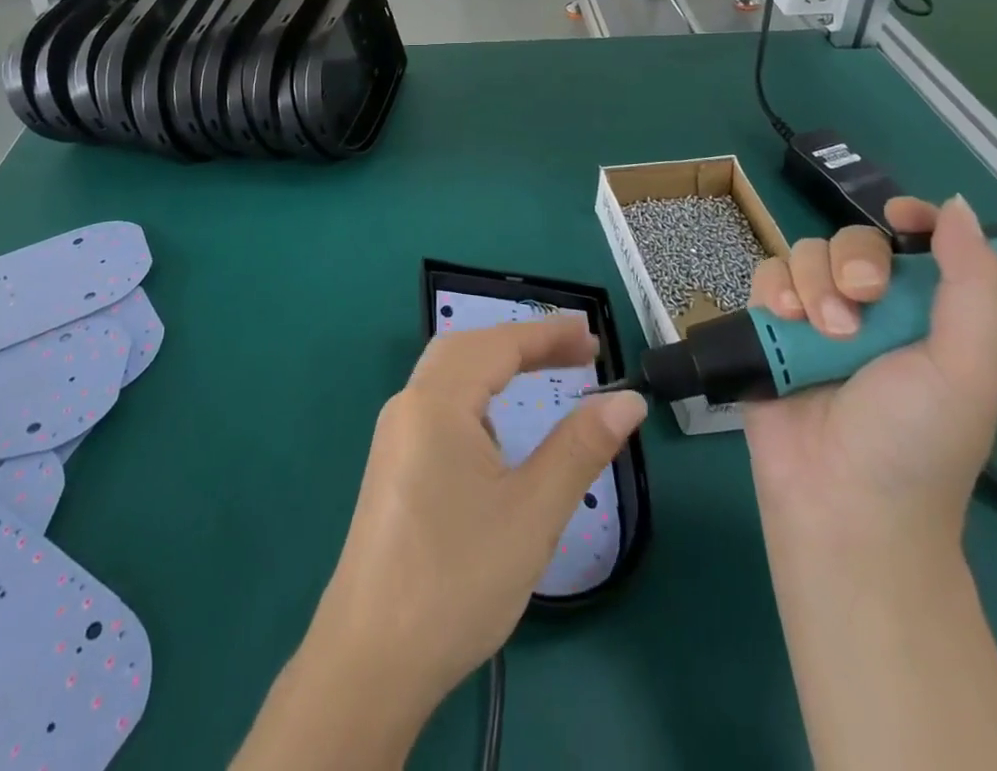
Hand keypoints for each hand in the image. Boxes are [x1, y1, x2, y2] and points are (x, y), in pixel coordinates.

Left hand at [309, 316, 646, 709]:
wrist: (370, 661)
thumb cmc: (456, 580)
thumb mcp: (532, 512)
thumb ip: (580, 447)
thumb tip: (627, 400)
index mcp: (436, 401)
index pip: (499, 344)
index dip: (549, 335)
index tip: (594, 337)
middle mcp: (409, 405)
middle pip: (468, 347)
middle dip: (523, 342)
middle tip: (576, 352)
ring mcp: (395, 435)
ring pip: (449, 374)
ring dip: (497, 364)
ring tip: (544, 375)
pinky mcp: (393, 465)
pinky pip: (438, 404)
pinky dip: (476, 394)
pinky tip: (498, 431)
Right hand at [743, 196, 996, 551]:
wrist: (841, 501)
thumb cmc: (918, 440)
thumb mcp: (970, 368)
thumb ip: (976, 285)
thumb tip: (954, 205)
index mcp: (927, 315)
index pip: (918, 243)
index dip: (911, 218)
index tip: (900, 216)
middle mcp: (871, 308)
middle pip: (852, 239)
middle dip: (853, 262)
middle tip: (861, 303)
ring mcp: (815, 316)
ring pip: (804, 253)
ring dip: (812, 283)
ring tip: (820, 332)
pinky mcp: (769, 327)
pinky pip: (764, 274)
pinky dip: (773, 289)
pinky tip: (783, 320)